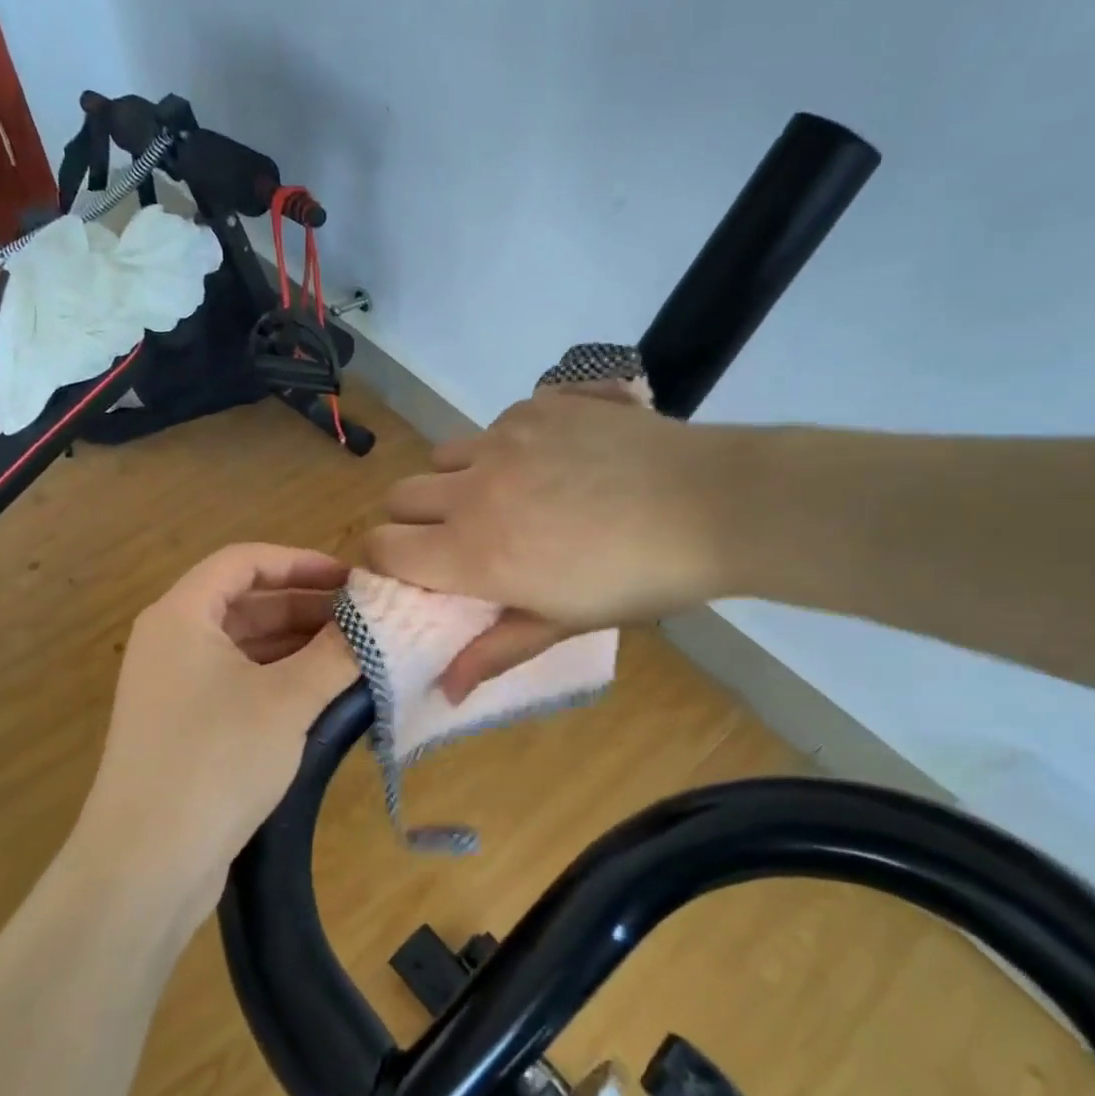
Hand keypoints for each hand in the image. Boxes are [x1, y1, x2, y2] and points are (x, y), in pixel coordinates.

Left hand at [76, 544, 357, 916]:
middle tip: (362, 619)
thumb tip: (376, 623)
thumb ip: (336, 654)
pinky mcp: (185, 725)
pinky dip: (280, 677)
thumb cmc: (216, 761)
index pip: (244, 561)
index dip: (300, 562)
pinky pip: (239, 680)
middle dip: (305, 605)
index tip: (350, 579)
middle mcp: (172, 641)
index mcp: (182, 616)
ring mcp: (175, 685)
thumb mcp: (287, 701)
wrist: (145, 865)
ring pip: (245, 644)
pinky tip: (323, 691)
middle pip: (246, 602)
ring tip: (353, 653)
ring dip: (297, 643)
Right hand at [367, 388, 730, 699]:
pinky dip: (503, 446)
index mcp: (473, 551)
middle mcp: (474, 488)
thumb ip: (495, 650)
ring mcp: (504, 437)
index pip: (382, 548)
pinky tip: (552, 462)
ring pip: (442, 455)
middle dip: (414, 521)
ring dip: (456, 480)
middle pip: (400, 495)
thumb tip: (445, 692)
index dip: (383, 562)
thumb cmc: (637, 579)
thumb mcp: (563, 623)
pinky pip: (493, 425)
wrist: (712, 504)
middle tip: (458, 539)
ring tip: (505, 496)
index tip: (409, 573)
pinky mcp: (537, 403)